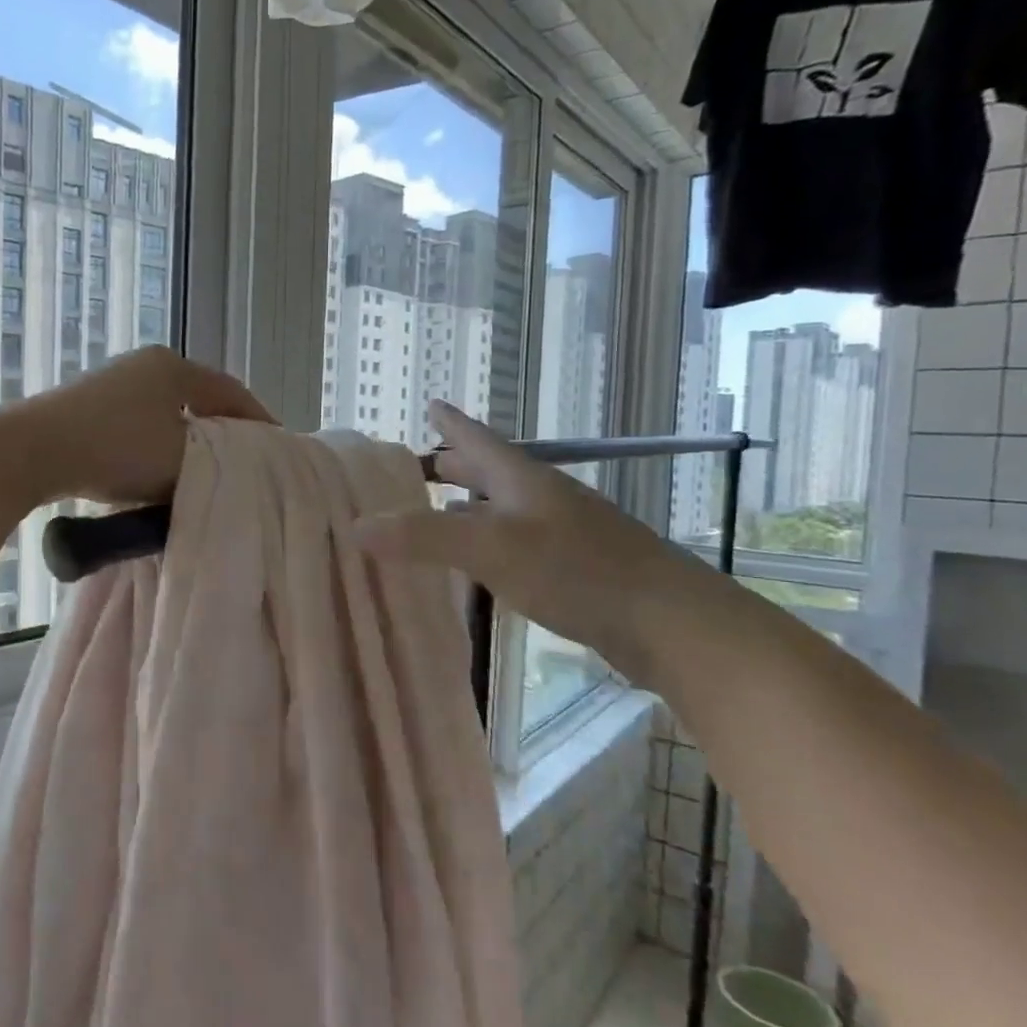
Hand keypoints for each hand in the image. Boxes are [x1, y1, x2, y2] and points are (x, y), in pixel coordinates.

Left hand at [16, 346, 273, 506]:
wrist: (33, 451)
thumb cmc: (116, 450)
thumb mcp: (179, 460)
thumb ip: (213, 460)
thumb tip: (223, 464)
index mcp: (174, 367)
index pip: (231, 392)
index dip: (258, 420)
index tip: (278, 446)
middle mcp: (145, 365)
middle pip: (199, 398)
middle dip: (223, 429)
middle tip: (244, 459)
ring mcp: (112, 381)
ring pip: (167, 412)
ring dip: (187, 438)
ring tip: (204, 468)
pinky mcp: (87, 404)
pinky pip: (138, 424)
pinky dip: (157, 444)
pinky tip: (157, 467)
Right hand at [355, 400, 716, 681]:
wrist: (670, 623)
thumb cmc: (577, 570)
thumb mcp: (491, 548)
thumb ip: (423, 536)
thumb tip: (356, 525)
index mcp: (522, 479)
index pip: (477, 439)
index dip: (451, 421)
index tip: (430, 403)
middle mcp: (540, 498)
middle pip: (490, 471)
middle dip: (455, 464)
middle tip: (418, 466)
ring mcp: (560, 533)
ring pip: (502, 509)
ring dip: (469, 506)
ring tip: (437, 513)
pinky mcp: (571, 569)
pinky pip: (514, 543)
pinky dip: (487, 543)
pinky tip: (477, 565)